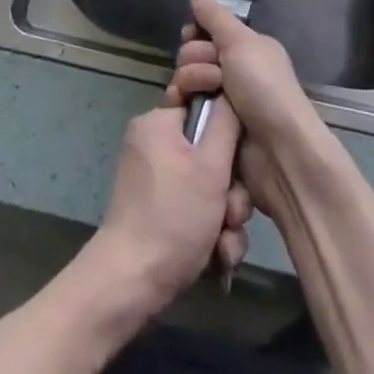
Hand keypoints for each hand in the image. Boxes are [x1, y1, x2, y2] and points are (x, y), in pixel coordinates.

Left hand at [86, 99, 252, 318]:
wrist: (132, 282)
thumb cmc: (173, 216)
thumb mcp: (210, 165)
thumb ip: (226, 122)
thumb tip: (230, 90)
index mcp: (158, 122)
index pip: (202, 103)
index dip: (228, 126)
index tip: (240, 150)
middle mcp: (154, 144)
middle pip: (210, 151)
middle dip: (231, 187)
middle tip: (233, 212)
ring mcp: (155, 179)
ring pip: (207, 185)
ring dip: (225, 215)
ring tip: (225, 242)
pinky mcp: (158, 210)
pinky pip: (194, 207)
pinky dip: (210, 230)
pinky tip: (219, 256)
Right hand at [167, 0, 330, 218]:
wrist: (279, 152)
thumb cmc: (265, 88)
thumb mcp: (241, 42)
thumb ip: (214, 16)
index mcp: (245, 49)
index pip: (206, 30)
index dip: (195, 32)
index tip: (192, 35)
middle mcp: (232, 72)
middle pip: (191, 53)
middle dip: (195, 58)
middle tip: (214, 73)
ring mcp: (219, 102)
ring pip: (184, 79)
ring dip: (189, 81)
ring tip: (205, 95)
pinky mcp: (208, 129)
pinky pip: (182, 107)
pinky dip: (180, 104)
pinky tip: (183, 107)